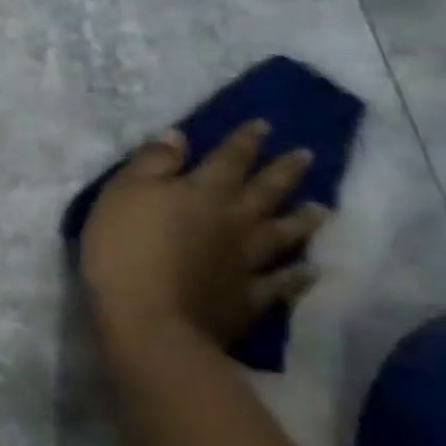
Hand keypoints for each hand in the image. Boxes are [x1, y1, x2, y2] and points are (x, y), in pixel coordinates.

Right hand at [78, 121, 327, 348]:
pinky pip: (279, 284)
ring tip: (322, 208)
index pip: (227, 159)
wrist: (148, 320)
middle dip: (282, 171)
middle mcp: (232, 221)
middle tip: (306, 154)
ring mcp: (245, 263)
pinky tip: (312, 270)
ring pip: (281, 235)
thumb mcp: (123, 193)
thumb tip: (178, 135)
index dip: (244, 141)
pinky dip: (297, 276)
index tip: (264, 125)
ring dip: (302, 220)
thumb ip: (152, 163)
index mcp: (201, 192)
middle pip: (263, 192)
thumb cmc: (124, 248)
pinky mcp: (246, 299)